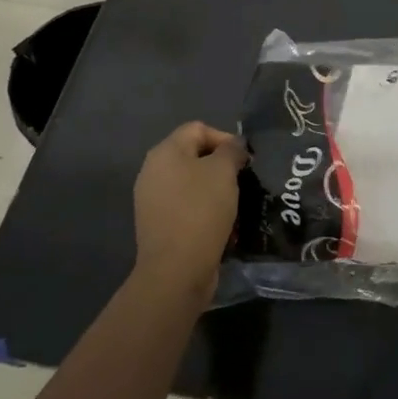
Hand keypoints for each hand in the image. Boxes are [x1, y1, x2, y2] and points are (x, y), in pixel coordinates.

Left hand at [132, 122, 247, 295]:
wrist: (176, 269)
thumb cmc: (201, 210)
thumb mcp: (223, 171)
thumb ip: (231, 150)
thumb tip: (234, 146)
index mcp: (165, 152)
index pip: (199, 129)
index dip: (225, 138)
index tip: (244, 160)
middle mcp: (153, 171)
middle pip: (195, 156)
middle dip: (222, 166)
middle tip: (242, 181)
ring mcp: (153, 200)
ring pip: (193, 183)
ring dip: (216, 190)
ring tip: (236, 204)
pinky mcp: (159, 224)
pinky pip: (187, 207)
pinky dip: (206, 211)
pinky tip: (223, 225)